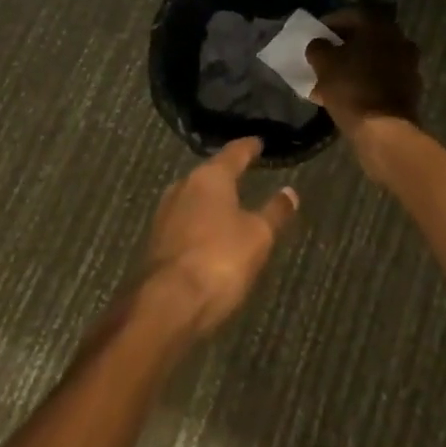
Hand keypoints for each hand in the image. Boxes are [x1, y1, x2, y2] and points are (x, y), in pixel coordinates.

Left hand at [139, 138, 298, 338]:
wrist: (167, 305)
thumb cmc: (219, 259)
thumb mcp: (258, 236)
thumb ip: (274, 212)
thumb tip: (290, 191)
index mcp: (210, 177)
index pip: (234, 152)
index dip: (249, 147)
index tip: (259, 142)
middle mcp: (183, 186)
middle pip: (210, 173)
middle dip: (227, 174)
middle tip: (245, 173)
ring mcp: (165, 213)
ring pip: (194, 197)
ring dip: (211, 200)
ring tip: (229, 205)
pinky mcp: (156, 241)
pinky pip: (184, 221)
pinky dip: (199, 222)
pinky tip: (209, 235)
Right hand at [307, 10, 422, 170]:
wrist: (385, 131)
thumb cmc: (352, 88)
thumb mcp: (324, 64)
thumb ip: (318, 47)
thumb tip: (319, 44)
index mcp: (378, 26)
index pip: (350, 15)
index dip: (329, 23)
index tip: (316, 35)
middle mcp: (398, 38)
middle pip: (365, 37)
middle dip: (343, 46)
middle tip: (325, 56)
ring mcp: (408, 64)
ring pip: (374, 58)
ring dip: (355, 65)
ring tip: (333, 79)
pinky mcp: (411, 88)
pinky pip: (383, 78)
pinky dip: (367, 81)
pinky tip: (349, 95)